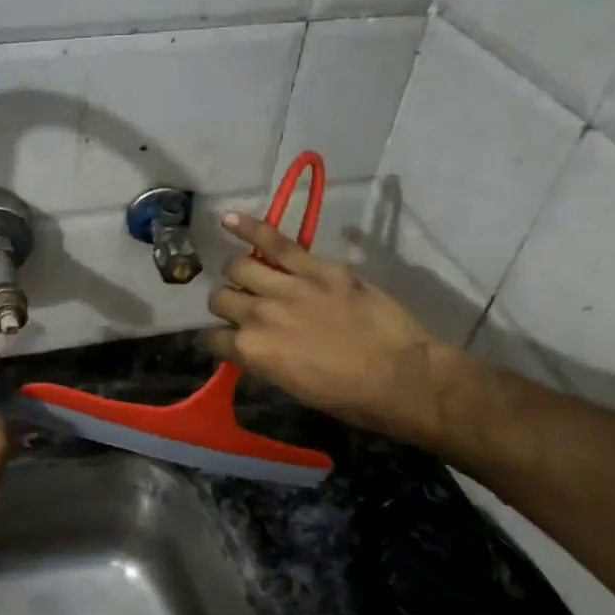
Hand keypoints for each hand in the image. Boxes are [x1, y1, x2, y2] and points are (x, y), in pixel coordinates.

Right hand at [203, 213, 459, 439]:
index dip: (220, 339)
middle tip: (242, 307)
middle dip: (227, 304)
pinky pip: (274, 241)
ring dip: (238, 274)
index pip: (213, 338)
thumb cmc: (347, 396)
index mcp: (251, 351)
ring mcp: (285, 286)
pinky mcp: (314, 267)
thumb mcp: (291, 387)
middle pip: (221, 299)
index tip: (230, 340)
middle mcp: (257, 315)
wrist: (400, 376)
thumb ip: (263, 360)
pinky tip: (229, 219)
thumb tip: (252, 346)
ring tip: (248, 274)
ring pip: (239, 267)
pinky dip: (249, 227)